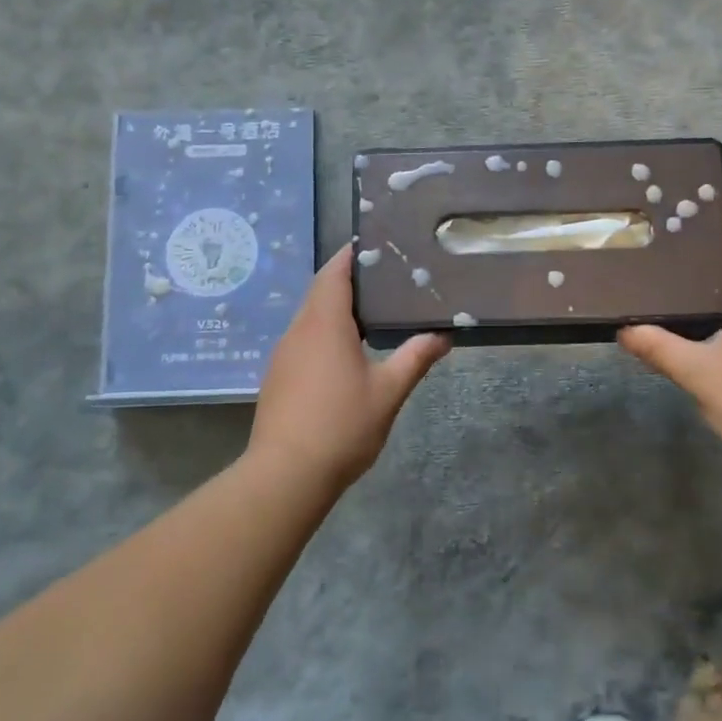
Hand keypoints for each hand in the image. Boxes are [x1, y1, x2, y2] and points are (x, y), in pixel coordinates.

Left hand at [248, 246, 449, 493]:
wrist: (286, 474)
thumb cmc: (342, 426)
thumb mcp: (388, 392)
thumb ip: (415, 358)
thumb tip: (442, 335)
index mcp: (324, 324)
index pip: (333, 272)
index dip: (352, 255)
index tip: (375, 246)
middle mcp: (298, 330)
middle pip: (321, 291)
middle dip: (348, 280)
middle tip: (386, 279)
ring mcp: (284, 354)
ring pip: (310, 317)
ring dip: (336, 309)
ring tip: (373, 313)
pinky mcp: (278, 376)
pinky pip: (303, 340)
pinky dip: (324, 333)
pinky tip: (346, 352)